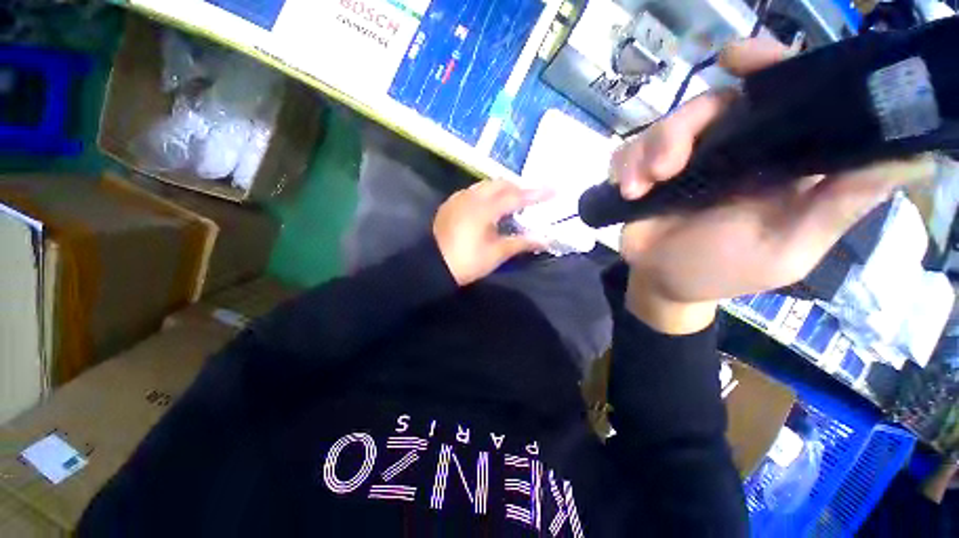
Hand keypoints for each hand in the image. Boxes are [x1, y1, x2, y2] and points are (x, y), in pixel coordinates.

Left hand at [433, 180, 549, 285]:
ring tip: (513, 201)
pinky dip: (487, 194)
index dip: (537, 193)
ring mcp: (459, 198)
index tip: (554, 190)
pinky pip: (474, 191)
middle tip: (531, 198)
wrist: (432, 265)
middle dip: (518, 188)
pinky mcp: (450, 204)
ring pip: (486, 185)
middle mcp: (472, 196)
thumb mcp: (497, 254)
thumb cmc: (467, 261)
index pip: (517, 196)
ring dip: (502, 189)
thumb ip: (522, 242)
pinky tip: (489, 206)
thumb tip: (547, 239)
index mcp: (485, 208)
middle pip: (500, 184)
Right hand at [614, 37, 934, 333]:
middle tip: (665, 168)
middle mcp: (728, 150)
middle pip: (707, 105)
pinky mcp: (643, 175)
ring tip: (638, 190)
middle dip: (680, 128)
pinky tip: (626, 193)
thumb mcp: (787, 249)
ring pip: (660, 127)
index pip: (778, 96)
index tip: (738, 60)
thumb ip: (836, 207)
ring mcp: (681, 162)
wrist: (664, 283)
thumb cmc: (723, 271)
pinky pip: (627, 153)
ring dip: (645, 155)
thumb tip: (909, 158)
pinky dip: (623, 168)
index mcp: (771, 160)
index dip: (765, 67)